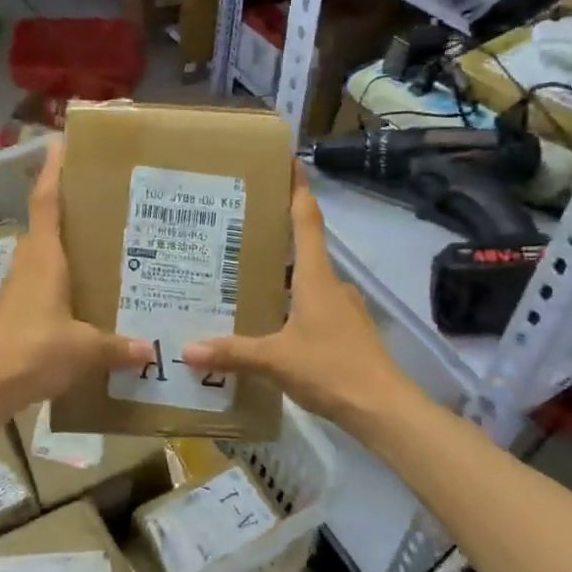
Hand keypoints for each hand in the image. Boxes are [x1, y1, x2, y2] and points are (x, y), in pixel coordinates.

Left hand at [0, 139, 153, 406]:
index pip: (47, 201)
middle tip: (108, 197)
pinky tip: (90, 292)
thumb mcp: (84, 348)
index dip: (54, 171)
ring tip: (107, 242)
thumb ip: (118, 346)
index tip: (62, 142)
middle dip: (72, 205)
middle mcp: (30, 263)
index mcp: (44, 257)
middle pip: (48, 222)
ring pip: (47, 253)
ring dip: (69, 243)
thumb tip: (151, 350)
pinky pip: (46, 280)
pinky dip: (66, 276)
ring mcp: (20, 287)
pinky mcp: (19, 310)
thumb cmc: (33, 350)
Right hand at [182, 164, 413, 431]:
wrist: (383, 408)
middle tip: (241, 229)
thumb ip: (233, 353)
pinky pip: (314, 307)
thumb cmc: (331, 369)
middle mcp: (332, 285)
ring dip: (283, 275)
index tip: (290, 162)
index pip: (307, 221)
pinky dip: (293, 304)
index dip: (298, 190)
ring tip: (247, 276)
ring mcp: (344, 309)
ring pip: (309, 281)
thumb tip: (187, 350)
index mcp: (316, 278)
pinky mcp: (347, 332)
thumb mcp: (275, 361)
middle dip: (278, 235)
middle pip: (305, 248)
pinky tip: (271, 321)